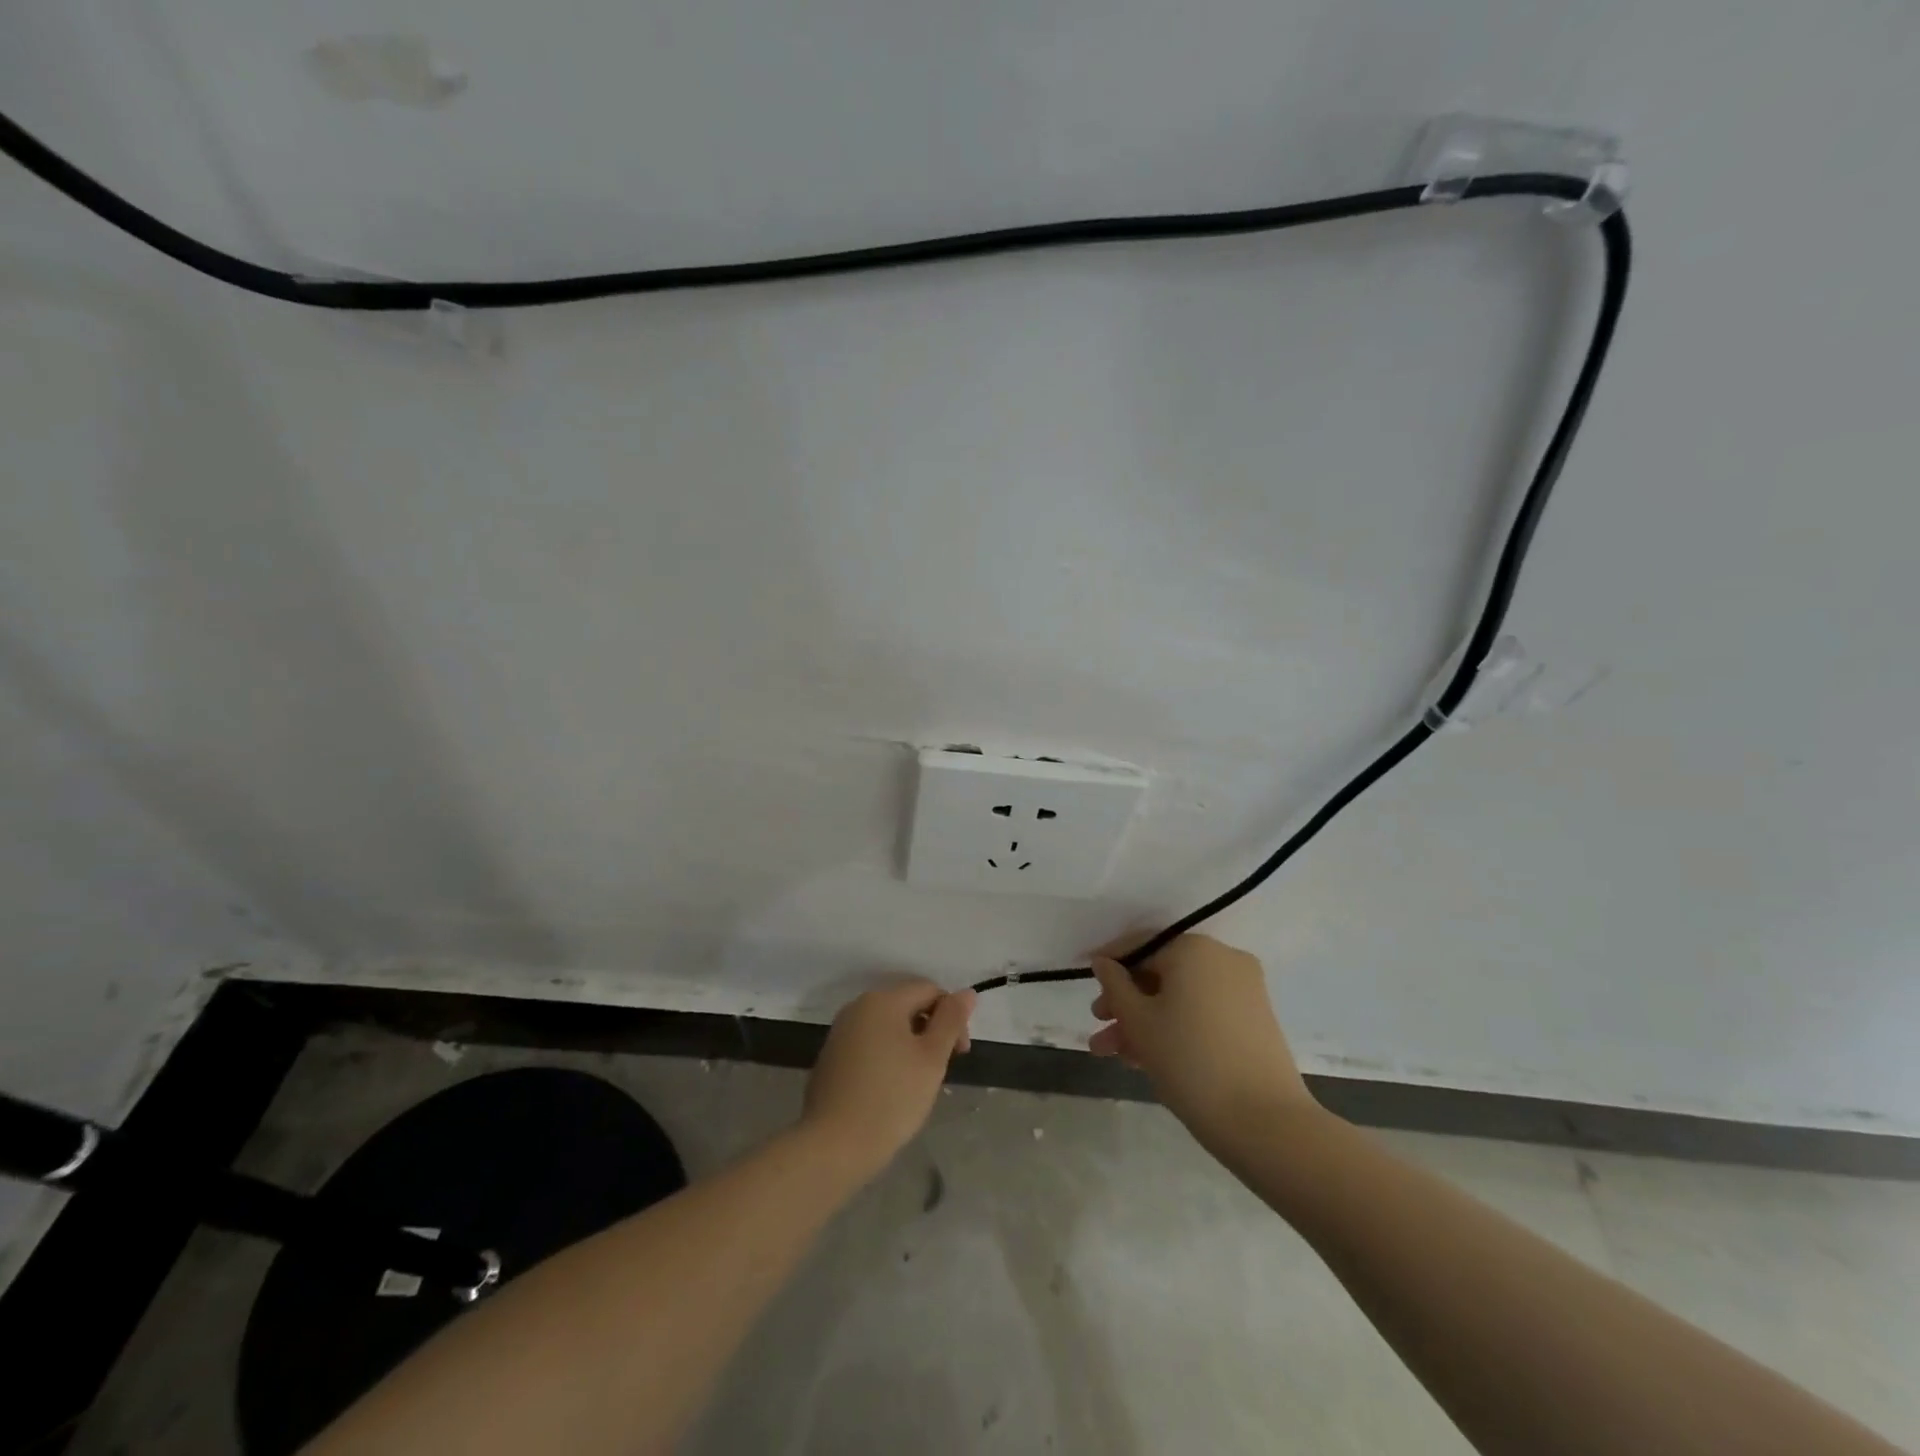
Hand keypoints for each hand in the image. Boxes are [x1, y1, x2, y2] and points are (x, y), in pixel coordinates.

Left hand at [803, 981, 974, 1173]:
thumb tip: (967, 992)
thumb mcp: (932, 1058)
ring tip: (917, 1082)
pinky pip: (869, 1043)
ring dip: (910, 1045)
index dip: (952, 1016)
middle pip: (907, 1005)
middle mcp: (858, 1006)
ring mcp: (840, 1031)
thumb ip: (951, 1020)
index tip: (960, 1053)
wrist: (833, 1146)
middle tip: (940, 1070)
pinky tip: (890, 1089)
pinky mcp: (831, 1056)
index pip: (930, 990)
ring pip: (888, 1026)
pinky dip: (887, 1056)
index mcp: (883, 1000)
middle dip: (930, 1030)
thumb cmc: (891, 1099)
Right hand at [1088, 934, 1313, 1136]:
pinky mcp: (1255, 1020)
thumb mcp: (1139, 1022)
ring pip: (1181, 997)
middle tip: (1099, 1030)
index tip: (1087, 986)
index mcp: (1194, 949)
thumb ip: (1115, 986)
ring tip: (1116, 1056)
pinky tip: (1148, 1059)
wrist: (1265, 1123)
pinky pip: (1203, 1012)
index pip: (1140, 946)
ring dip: (1146, 1022)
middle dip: (1126, 1004)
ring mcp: (1244, 989)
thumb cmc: (1190, 1061)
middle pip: (1160, 974)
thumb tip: (1104, 963)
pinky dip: (1176, 1027)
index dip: (1109, 966)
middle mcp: (1223, 959)